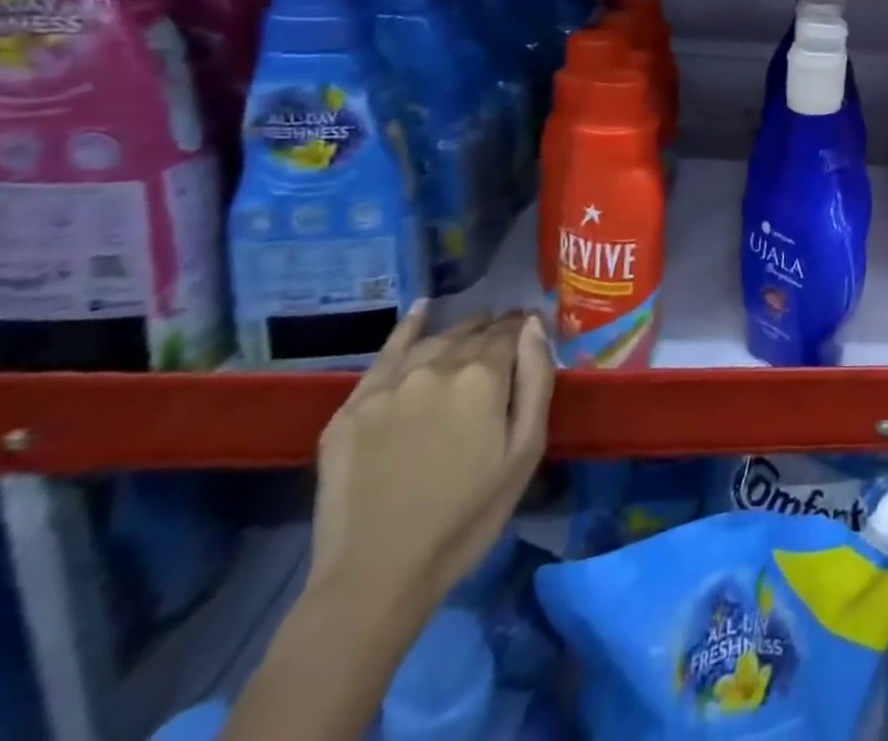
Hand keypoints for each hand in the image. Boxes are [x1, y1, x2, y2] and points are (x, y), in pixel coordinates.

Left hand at [308, 305, 554, 622]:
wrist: (376, 576)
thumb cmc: (469, 515)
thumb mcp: (525, 450)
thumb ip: (536, 380)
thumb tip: (534, 326)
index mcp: (482, 377)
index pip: (510, 333)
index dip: (525, 328)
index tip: (533, 329)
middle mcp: (435, 367)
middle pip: (472, 333)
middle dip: (493, 329)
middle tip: (506, 336)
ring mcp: (388, 386)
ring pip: (433, 341)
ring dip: (458, 332)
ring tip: (472, 332)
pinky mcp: (350, 409)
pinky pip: (384, 354)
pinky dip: (407, 328)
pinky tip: (421, 310)